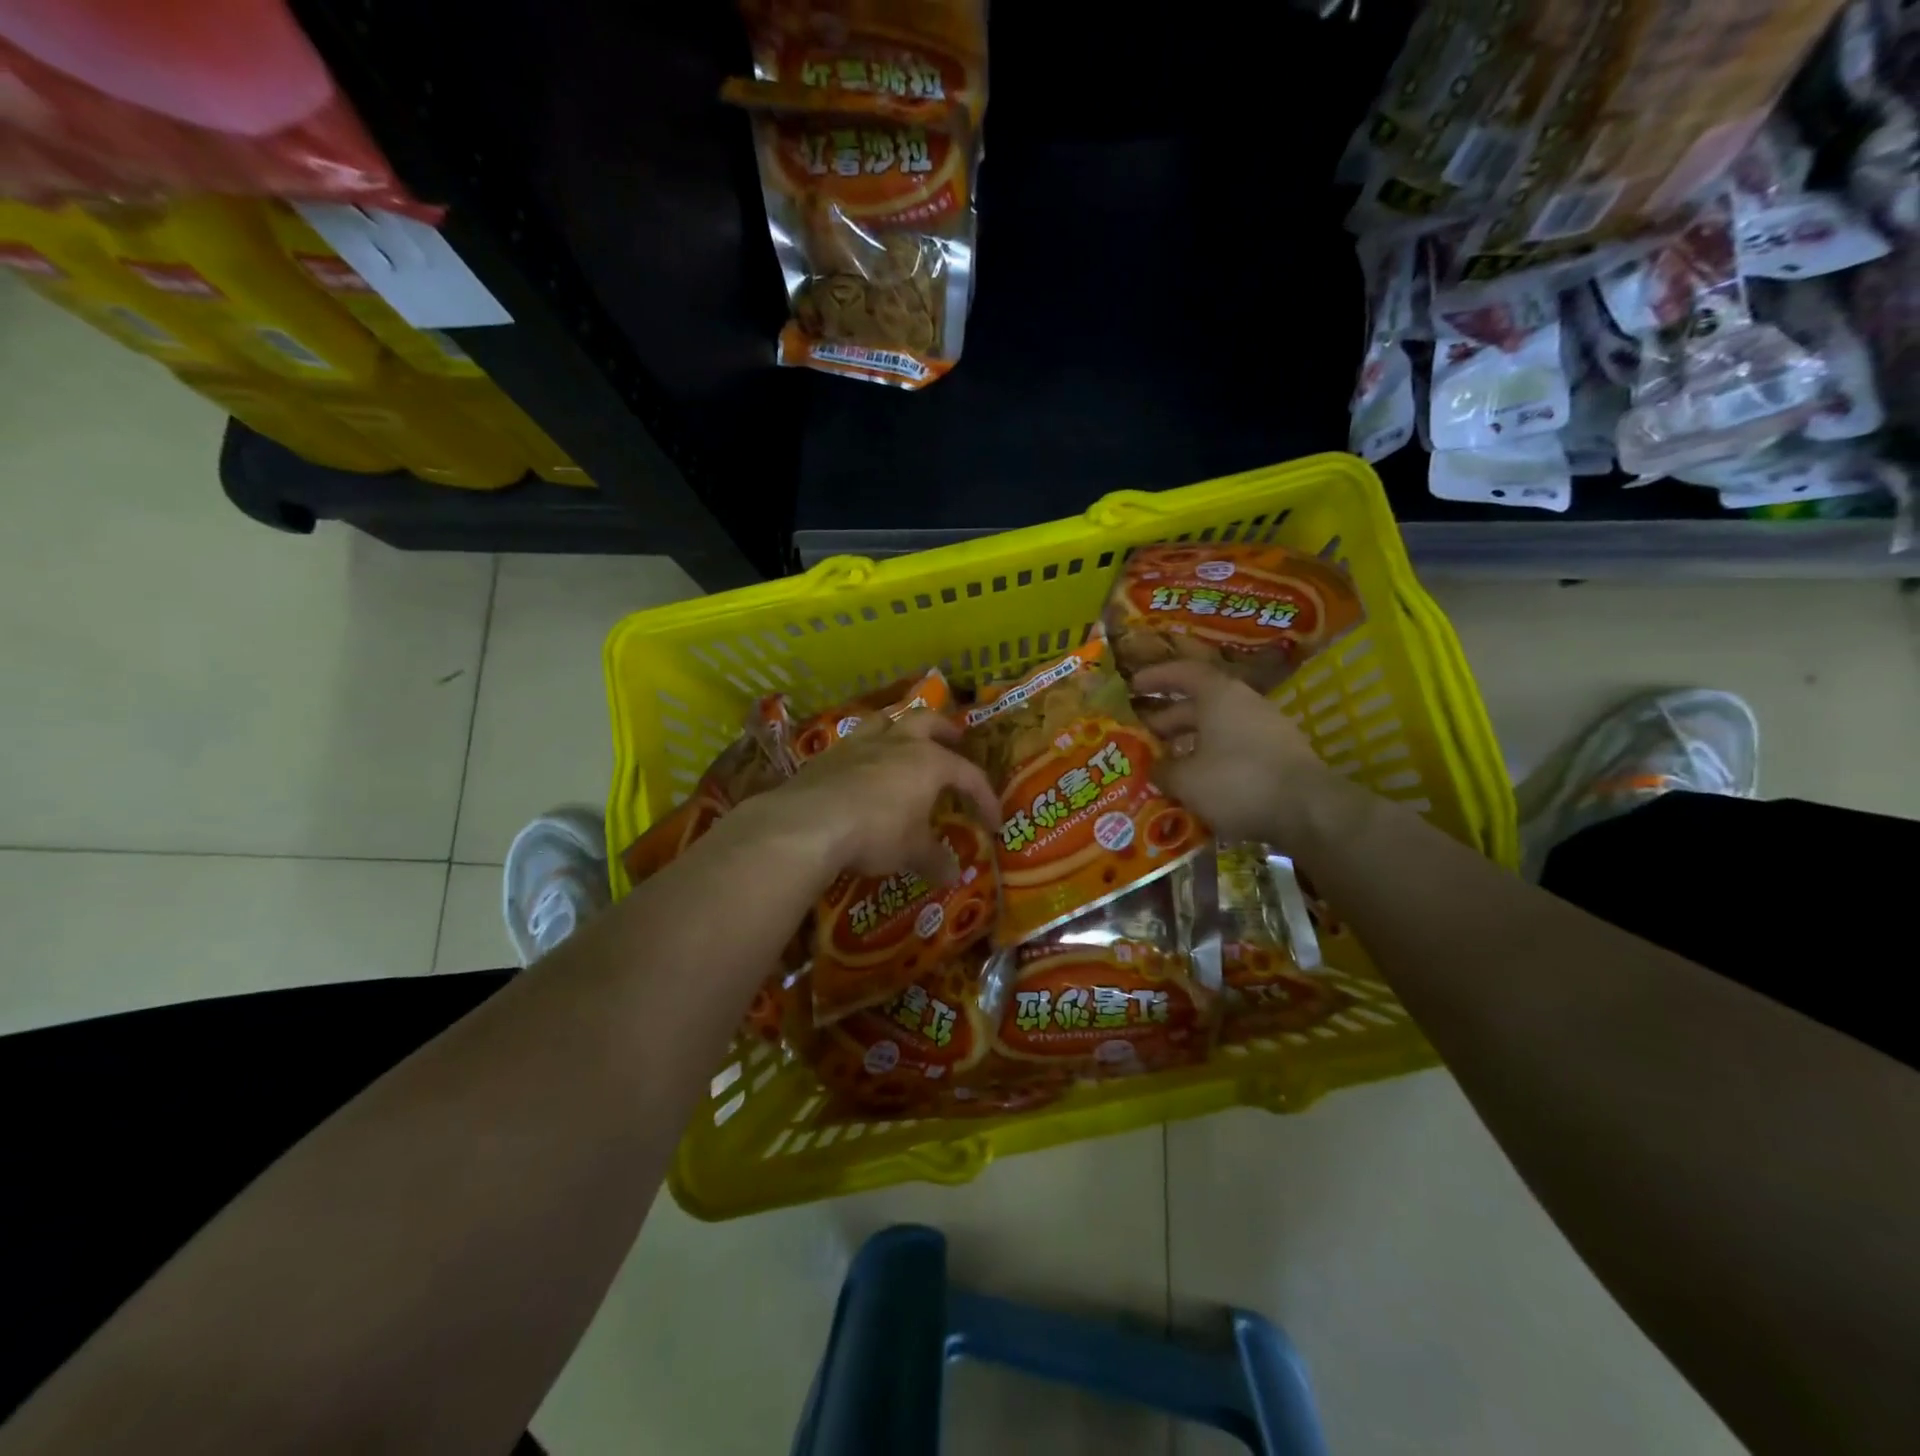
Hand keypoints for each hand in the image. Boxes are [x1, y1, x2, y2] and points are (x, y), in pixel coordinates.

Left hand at [737, 710, 1000, 889]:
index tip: (992, 822)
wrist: (810, 823)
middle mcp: (897, 744)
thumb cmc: (876, 832)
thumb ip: (934, 860)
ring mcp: (859, 745)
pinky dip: (865, 750)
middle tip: (954, 739)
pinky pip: (853, 742)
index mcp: (928, 762)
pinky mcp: (827, 756)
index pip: (968, 774)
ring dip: (900, 727)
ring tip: (904, 741)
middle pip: (927, 720)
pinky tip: (861, 768)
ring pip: (886, 720)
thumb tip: (953, 875)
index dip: (985, 798)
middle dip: (944, 729)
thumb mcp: (912, 853)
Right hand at [1133, 659, 1346, 846]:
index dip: (1156, 678)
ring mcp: (1266, 730)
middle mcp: (1244, 704)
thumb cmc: (1238, 782)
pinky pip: (1235, 750)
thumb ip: (1163, 770)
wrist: (1309, 811)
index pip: (1183, 673)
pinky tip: (1198, 786)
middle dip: (1167, 721)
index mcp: (1219, 695)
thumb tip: (1154, 769)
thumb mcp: (1186, 779)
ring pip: (1216, 730)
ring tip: (1164, 767)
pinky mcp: (1278, 757)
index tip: (1132, 687)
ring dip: (1189, 745)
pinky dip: (1211, 761)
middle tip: (1141, 739)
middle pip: (1198, 705)